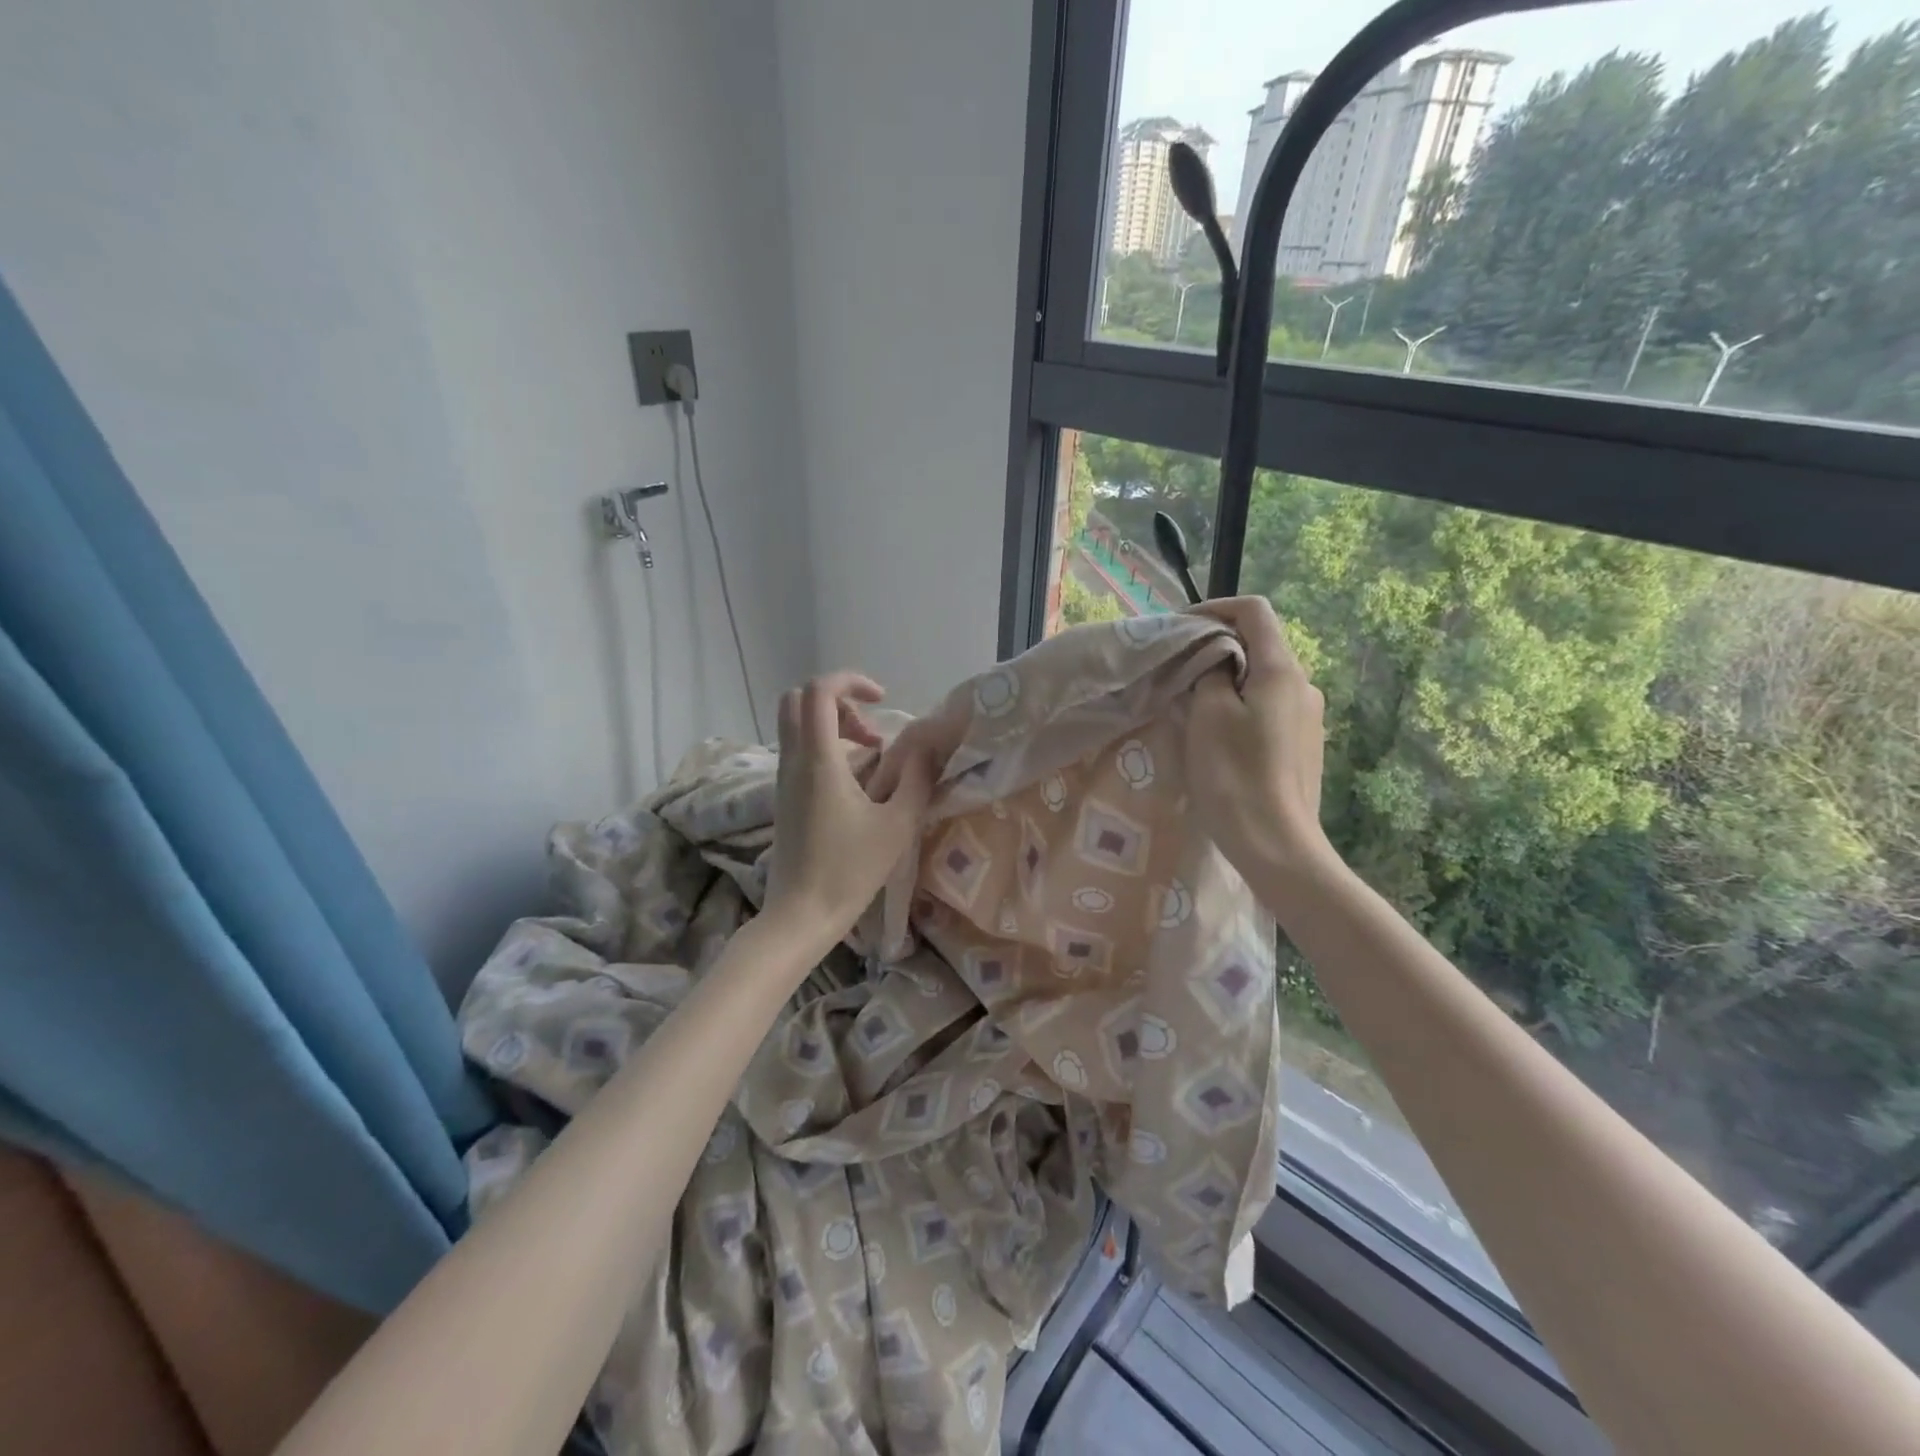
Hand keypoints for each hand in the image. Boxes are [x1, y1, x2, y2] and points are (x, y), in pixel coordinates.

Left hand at [765, 672, 935, 944]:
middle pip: (798, 700)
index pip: (818, 691)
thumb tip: (925, 746)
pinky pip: (798, 750)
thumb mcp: (897, 825)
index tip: (882, 699)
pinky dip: (825, 746)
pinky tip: (855, 781)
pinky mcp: (783, 797)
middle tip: (871, 730)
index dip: (850, 681)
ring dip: (833, 724)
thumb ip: (916, 778)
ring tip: (872, 756)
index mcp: (819, 760)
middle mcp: (793, 761)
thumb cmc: (850, 870)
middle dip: (838, 700)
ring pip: (796, 725)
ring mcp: (783, 779)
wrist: (800, 915)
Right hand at [1184, 597, 1336, 886]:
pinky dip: (1241, 705)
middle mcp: (1303, 685)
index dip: (1214, 608)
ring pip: (1263, 678)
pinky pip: (1269, 707)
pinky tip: (1218, 734)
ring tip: (1191, 703)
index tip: (1179, 628)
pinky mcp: (1303, 744)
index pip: (1254, 611)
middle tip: (1177, 668)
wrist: (1276, 843)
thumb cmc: (1235, 774)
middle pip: (1259, 644)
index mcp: (1282, 670)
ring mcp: (1308, 716)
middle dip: (1216, 647)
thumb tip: (1215, 660)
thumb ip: (1210, 673)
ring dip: (1227, 679)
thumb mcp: (1209, 715)